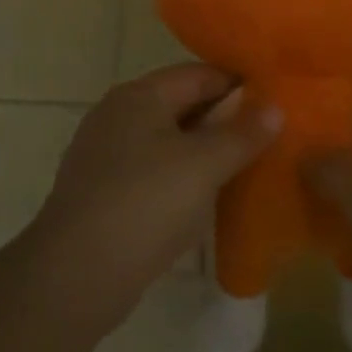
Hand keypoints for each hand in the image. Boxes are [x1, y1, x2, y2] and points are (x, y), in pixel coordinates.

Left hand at [29, 64, 282, 335]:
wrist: (75, 276)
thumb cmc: (145, 204)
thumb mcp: (204, 165)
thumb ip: (242, 134)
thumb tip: (275, 107)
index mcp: (139, 96)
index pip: (199, 74)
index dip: (239, 85)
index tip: (277, 102)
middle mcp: (117, 116)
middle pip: (183, 106)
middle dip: (225, 120)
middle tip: (271, 137)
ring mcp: (106, 156)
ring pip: (169, 142)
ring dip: (205, 152)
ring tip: (248, 167)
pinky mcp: (103, 193)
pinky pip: (154, 173)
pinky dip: (183, 179)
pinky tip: (208, 199)